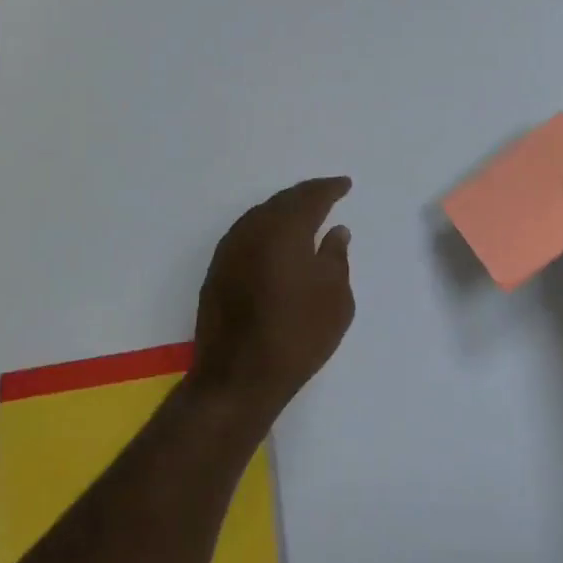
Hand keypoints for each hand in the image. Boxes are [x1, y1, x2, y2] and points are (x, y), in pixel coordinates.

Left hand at [189, 177, 355, 424]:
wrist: (237, 378)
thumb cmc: (297, 336)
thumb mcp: (335, 298)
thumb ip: (336, 257)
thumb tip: (335, 231)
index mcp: (285, 228)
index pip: (311, 197)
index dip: (330, 188)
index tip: (345, 184)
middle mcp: (253, 228)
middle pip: (283, 201)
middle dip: (306, 195)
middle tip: (326, 195)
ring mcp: (230, 248)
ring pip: (261, 215)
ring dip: (284, 211)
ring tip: (304, 216)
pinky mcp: (217, 269)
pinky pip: (247, 234)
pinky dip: (266, 230)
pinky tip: (276, 242)